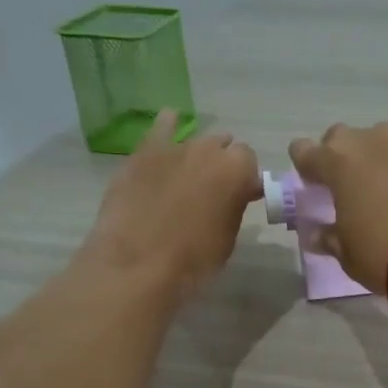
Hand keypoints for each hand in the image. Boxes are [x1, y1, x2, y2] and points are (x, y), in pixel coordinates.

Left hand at [84, 111, 259, 300]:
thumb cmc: (193, 260)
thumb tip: (233, 196)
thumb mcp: (228, 237)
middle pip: (224, 146)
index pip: (250, 163)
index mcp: (237, 171)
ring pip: (196, 140)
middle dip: (224, 164)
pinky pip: (161, 127)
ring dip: (199, 154)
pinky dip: (168, 125)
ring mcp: (174, 148)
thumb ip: (234, 207)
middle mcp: (209, 150)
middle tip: (216, 190)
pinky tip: (170, 122)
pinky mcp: (144, 152)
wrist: (137, 264)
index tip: (242, 197)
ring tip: (192, 174)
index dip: (247, 179)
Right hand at [287, 122, 387, 292]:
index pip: (304, 151)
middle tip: (347, 186)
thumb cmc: (384, 254)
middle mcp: (368, 142)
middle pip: (342, 137)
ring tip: (385, 188)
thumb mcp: (348, 254)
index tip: (312, 185)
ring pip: (379, 140)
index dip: (304, 166)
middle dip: (339, 156)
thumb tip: (319, 233)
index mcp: (336, 163)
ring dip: (375, 157)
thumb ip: (330, 237)